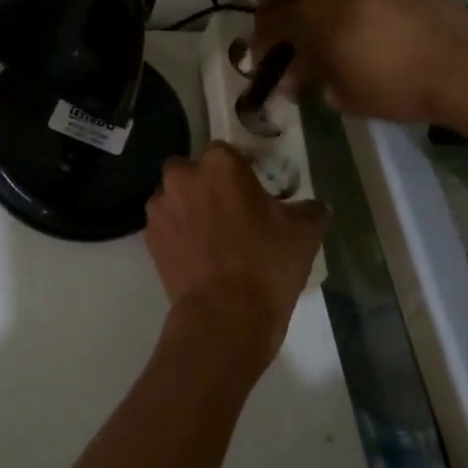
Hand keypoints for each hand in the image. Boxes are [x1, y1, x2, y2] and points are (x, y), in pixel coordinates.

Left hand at [145, 143, 327, 373]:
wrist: (225, 315)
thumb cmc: (267, 263)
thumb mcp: (304, 233)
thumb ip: (311, 210)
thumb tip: (317, 206)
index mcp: (220, 164)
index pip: (227, 152)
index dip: (239, 170)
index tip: (252, 190)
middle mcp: (183, 177)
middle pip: (192, 171)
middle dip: (206, 184)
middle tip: (229, 211)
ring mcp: (161, 208)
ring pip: (173, 197)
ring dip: (187, 207)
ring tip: (210, 236)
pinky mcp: (149, 238)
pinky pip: (165, 226)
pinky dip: (177, 234)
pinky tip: (196, 255)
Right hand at [254, 0, 467, 124]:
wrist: (462, 66)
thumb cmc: (397, 87)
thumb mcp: (343, 93)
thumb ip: (309, 78)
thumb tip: (288, 76)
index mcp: (311, 13)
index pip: (268, 23)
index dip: (259, 45)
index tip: (262, 61)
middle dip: (270, 12)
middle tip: (279, 34)